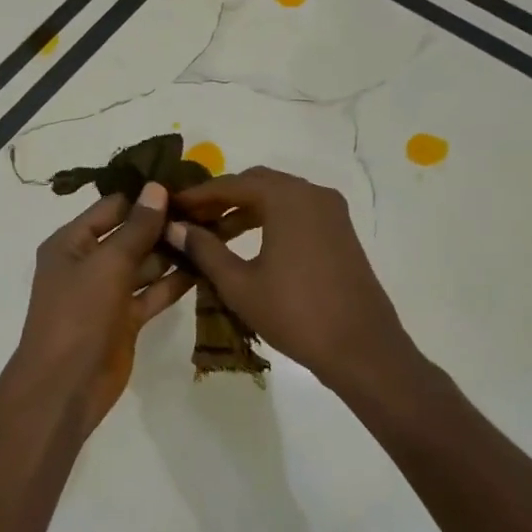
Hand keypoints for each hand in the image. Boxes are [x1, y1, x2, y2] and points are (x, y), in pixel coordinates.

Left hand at [14, 182, 195, 431]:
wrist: (65, 386)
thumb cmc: (77, 315)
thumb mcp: (106, 264)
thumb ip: (135, 228)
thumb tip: (156, 188)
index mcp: (71, 243)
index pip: (112, 208)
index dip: (145, 197)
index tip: (185, 184)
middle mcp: (88, 263)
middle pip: (130, 235)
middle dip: (164, 224)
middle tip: (210, 209)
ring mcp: (107, 293)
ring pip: (145, 264)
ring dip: (173, 252)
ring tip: (215, 233)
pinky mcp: (125, 319)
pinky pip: (152, 293)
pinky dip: (174, 282)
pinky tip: (205, 267)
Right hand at [168, 167, 416, 393]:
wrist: (361, 348)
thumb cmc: (295, 314)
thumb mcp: (239, 284)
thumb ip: (204, 249)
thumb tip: (174, 227)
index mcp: (288, 198)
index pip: (232, 184)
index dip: (197, 195)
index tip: (170, 207)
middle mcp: (312, 194)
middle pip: (256, 183)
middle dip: (221, 198)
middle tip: (189, 219)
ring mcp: (331, 211)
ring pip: (277, 197)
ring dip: (244, 209)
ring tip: (212, 235)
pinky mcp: (340, 231)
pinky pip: (296, 212)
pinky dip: (268, 219)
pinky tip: (247, 244)